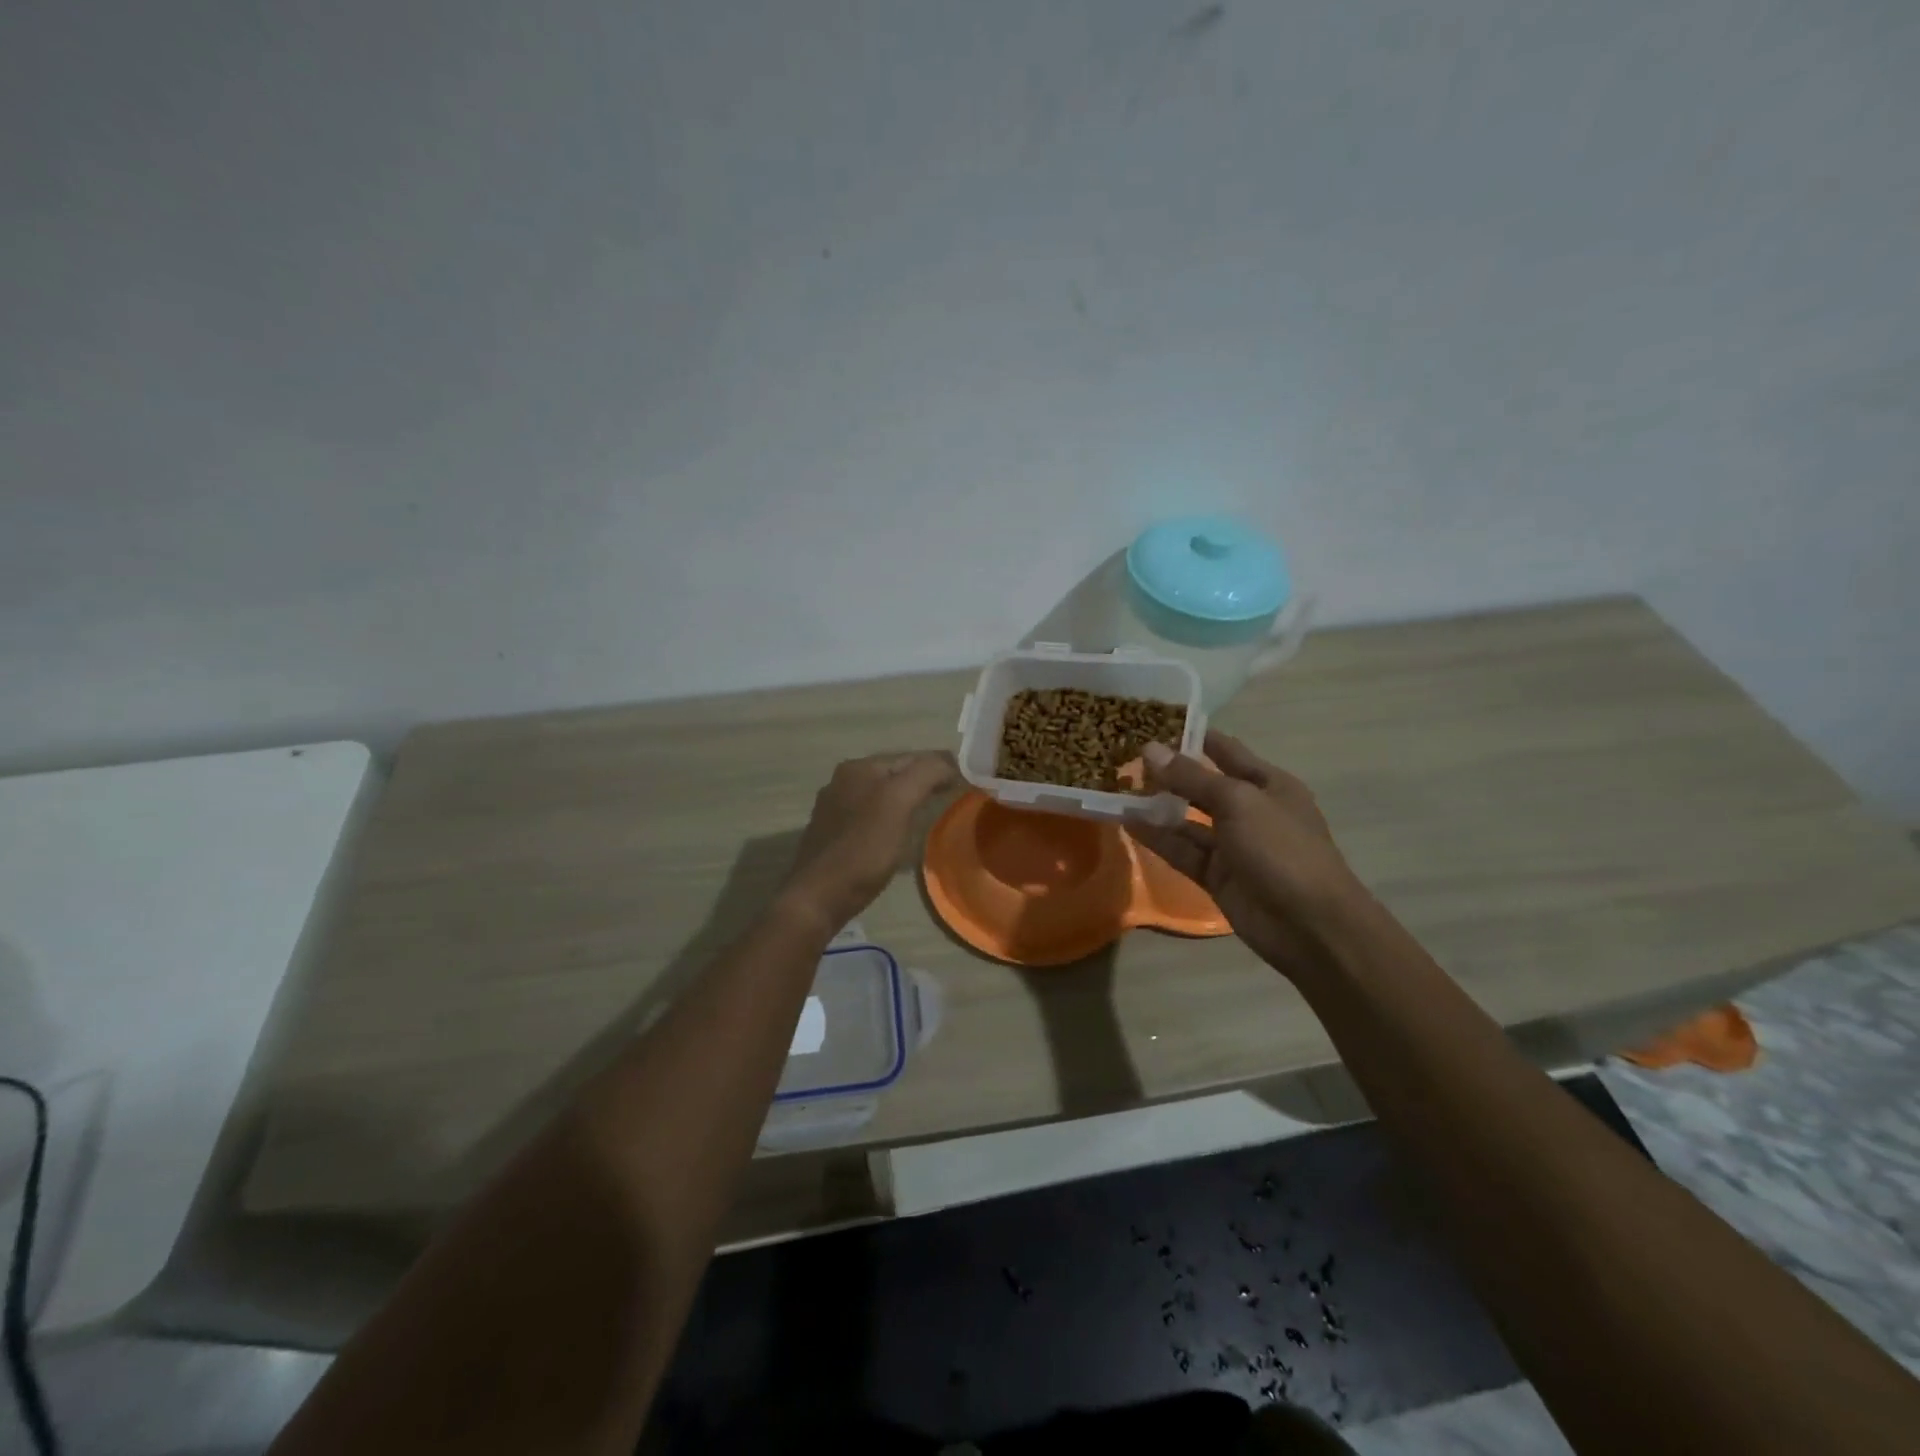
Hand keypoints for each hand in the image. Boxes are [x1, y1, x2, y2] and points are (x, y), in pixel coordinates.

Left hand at [779, 751, 959, 931]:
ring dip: (906, 799)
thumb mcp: (899, 803)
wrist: (818, 897)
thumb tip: (950, 762)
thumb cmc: (863, 849)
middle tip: (952, 795)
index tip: (966, 781)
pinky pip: (870, 816)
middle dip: (923, 780)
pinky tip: (898, 832)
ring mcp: (834, 808)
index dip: (941, 766)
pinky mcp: (832, 834)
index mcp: (859, 768)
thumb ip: (926, 774)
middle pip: (895, 774)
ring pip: (881, 795)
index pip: (911, 757)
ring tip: (930, 812)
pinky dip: (890, 818)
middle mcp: (843, 780)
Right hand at [1128, 731, 1364, 975]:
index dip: (1193, 736)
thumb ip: (1191, 777)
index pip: (1226, 750)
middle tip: (1124, 757)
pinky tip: (1127, 822)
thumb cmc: (1281, 849)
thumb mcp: (1237, 802)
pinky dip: (1157, 838)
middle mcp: (1250, 810)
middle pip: (1202, 785)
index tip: (1152, 723)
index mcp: (1268, 784)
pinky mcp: (1217, 875)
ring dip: (1157, 806)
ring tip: (1117, 788)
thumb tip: (1149, 749)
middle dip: (1168, 772)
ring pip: (1187, 819)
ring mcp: (1233, 845)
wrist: (1309, 925)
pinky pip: (1182, 850)